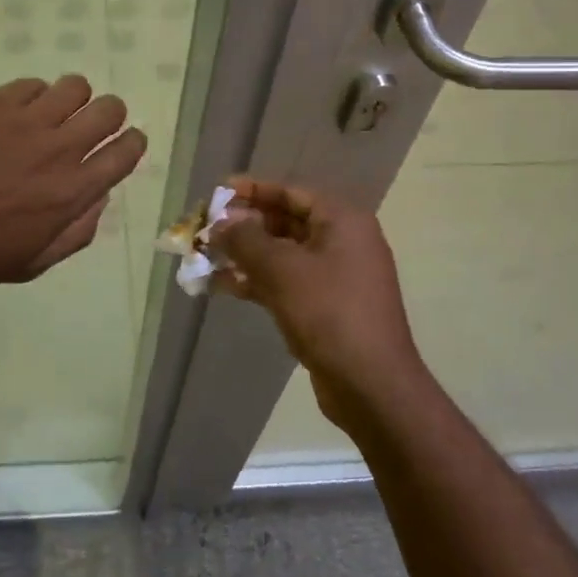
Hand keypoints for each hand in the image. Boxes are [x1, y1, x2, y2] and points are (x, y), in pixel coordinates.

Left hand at [0, 74, 145, 287]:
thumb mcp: (32, 263)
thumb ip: (76, 232)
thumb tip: (99, 198)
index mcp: (72, 191)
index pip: (125, 152)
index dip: (133, 143)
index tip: (126, 143)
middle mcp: (58, 148)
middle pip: (109, 109)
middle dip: (109, 115)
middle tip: (90, 126)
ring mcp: (24, 120)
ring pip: (75, 86)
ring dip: (73, 99)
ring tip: (53, 113)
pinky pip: (32, 84)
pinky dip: (34, 96)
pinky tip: (16, 113)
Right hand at [209, 177, 423, 422]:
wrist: (371, 386)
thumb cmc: (329, 313)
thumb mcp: (281, 269)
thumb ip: (246, 239)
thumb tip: (220, 222)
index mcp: (342, 221)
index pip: (290, 192)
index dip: (252, 190)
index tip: (217, 191)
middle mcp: (342, 241)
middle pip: (285, 221)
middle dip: (244, 225)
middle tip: (207, 228)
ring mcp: (336, 276)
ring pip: (282, 254)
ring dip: (245, 255)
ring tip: (205, 257)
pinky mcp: (326, 306)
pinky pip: (286, 281)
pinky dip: (256, 281)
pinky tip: (221, 286)